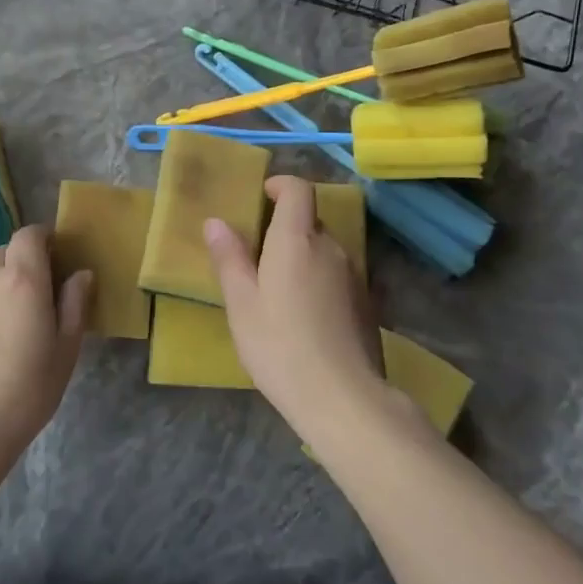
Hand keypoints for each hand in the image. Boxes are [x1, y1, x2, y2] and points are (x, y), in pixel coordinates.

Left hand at [0, 225, 92, 474]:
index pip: (29, 235)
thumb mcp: (65, 350)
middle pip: (5, 253)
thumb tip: (81, 274)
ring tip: (8, 322)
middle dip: (22, 263)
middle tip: (36, 295)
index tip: (55, 257)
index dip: (43, 239)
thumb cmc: (27, 391)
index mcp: (22, 280)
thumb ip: (75, 304)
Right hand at [205, 177, 389, 437]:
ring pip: (324, 250)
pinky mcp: (366, 302)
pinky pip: (337, 276)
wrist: (342, 397)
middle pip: (310, 221)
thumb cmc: (279, 345)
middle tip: (256, 257)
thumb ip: (229, 258)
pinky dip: (319, 280)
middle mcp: (331, 248)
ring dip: (302, 256)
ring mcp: (354, 275)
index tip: (261, 196)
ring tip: (277, 291)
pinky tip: (304, 317)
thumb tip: (216, 221)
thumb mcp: (241, 303)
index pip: (298, 190)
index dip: (280, 185)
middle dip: (285, 228)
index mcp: (297, 240)